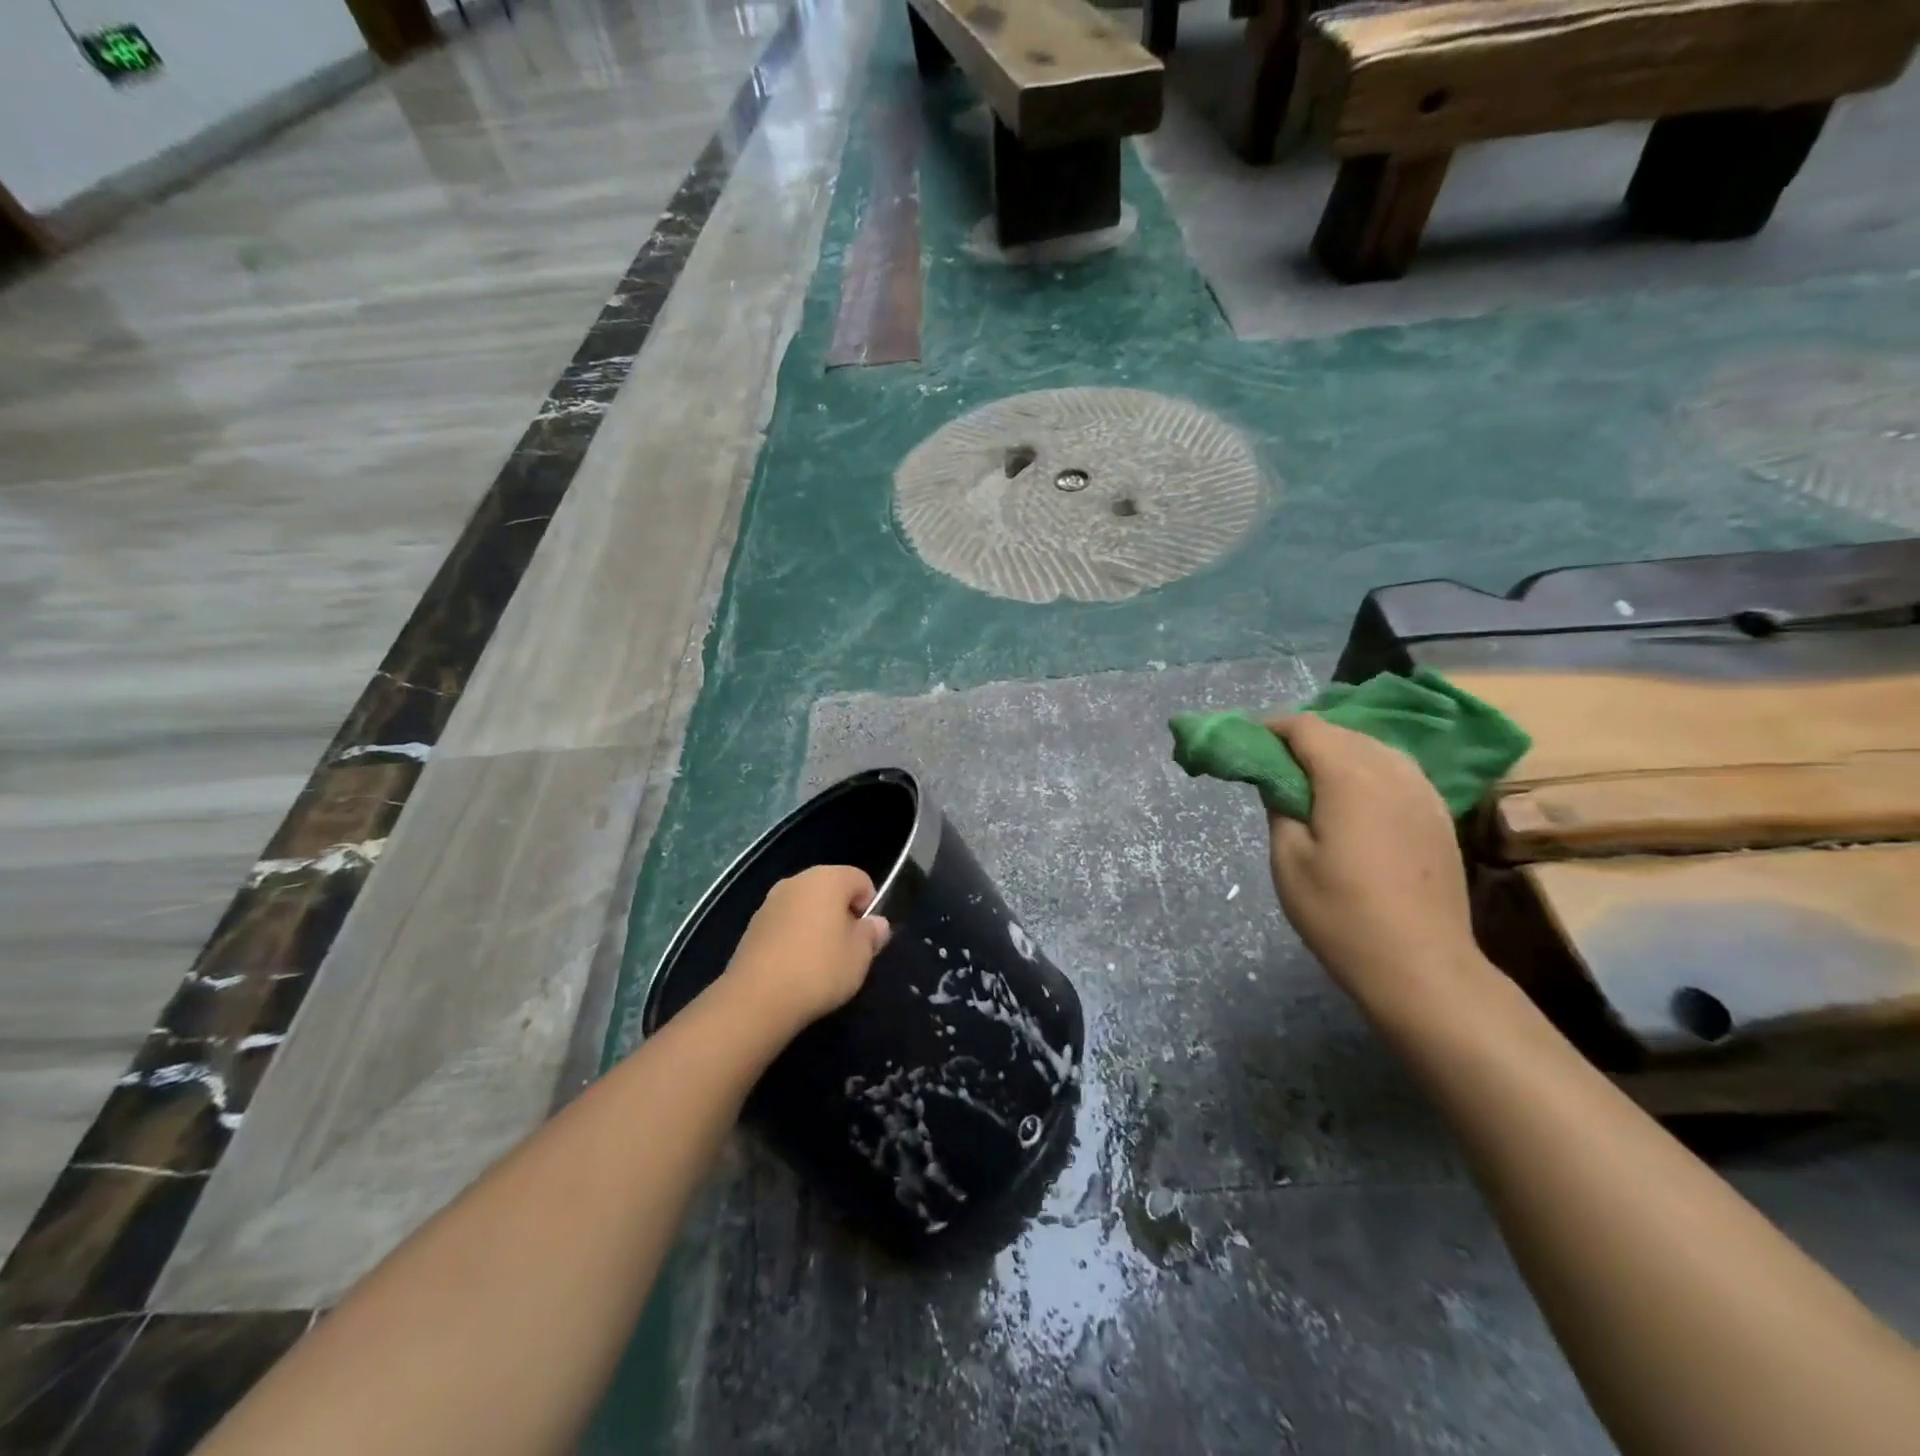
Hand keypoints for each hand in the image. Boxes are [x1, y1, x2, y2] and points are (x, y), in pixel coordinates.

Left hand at [722, 865, 891, 1034]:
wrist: (757, 999)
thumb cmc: (819, 969)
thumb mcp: (860, 956)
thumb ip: (872, 934)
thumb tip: (876, 923)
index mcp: (827, 879)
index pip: (860, 879)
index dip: (870, 905)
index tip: (867, 936)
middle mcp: (796, 881)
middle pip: (830, 889)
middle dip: (842, 914)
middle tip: (847, 949)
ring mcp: (770, 902)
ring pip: (805, 907)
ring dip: (817, 926)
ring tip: (820, 962)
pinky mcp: (752, 926)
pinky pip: (784, 924)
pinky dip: (794, 938)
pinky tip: (795, 968)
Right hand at [1265, 714, 1476, 1011]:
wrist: (1421, 967)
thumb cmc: (1341, 915)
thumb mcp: (1288, 861)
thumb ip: (1280, 808)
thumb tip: (1280, 782)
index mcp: (1349, 777)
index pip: (1307, 728)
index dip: (1273, 728)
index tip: (1248, 742)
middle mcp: (1392, 771)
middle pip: (1342, 732)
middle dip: (1303, 738)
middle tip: (1273, 764)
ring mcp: (1424, 792)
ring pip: (1374, 747)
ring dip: (1338, 751)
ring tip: (1311, 779)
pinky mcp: (1439, 815)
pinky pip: (1398, 770)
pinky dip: (1368, 769)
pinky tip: (1354, 797)